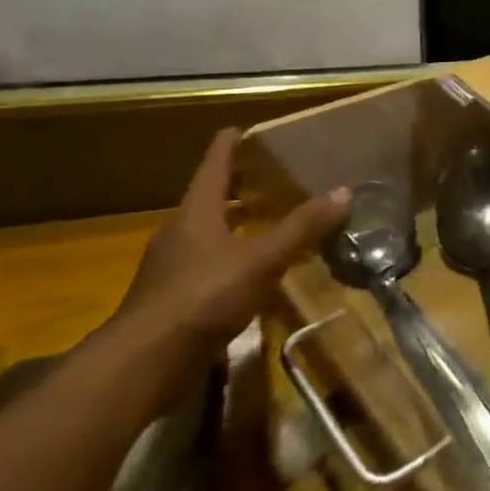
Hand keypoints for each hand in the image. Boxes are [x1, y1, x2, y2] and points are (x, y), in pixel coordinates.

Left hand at [106, 128, 348, 377]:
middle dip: (240, 184)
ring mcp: (174, 267)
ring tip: (273, 217)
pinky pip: (211, 263)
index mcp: (196, 212)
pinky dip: (235, 256)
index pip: (214, 164)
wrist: (145, 362)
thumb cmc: (202, 297)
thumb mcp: (261, 259)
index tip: (246, 128)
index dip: (230, 144)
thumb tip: (344, 191)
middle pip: (211, 197)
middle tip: (273, 173)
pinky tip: (259, 270)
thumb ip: (302, 227)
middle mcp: (181, 232)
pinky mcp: (176, 297)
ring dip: (238, 222)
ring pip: (210, 231)